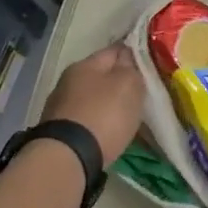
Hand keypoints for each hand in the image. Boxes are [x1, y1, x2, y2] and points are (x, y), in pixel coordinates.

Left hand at [41, 44, 145, 161]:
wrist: (67, 157)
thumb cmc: (103, 115)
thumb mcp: (128, 85)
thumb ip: (132, 68)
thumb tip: (128, 59)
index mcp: (85, 65)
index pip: (114, 50)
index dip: (132, 54)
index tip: (149, 62)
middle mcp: (68, 81)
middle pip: (101, 75)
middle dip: (119, 82)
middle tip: (140, 92)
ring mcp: (60, 107)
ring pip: (92, 99)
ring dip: (107, 104)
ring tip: (126, 115)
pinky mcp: (59, 131)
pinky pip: (86, 120)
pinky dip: (98, 122)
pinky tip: (109, 132)